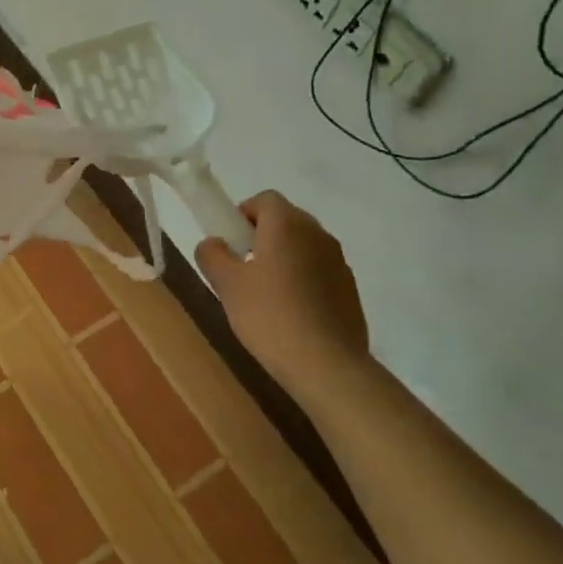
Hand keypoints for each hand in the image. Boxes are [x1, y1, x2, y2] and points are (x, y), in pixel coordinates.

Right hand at [196, 191, 369, 372]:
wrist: (327, 364)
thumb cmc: (269, 316)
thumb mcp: (226, 284)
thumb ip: (212, 255)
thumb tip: (214, 243)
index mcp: (287, 224)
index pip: (264, 199)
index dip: (243, 214)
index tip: (231, 243)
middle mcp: (317, 233)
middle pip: (285, 220)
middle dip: (262, 236)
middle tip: (242, 269)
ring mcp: (338, 261)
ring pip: (303, 246)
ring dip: (284, 258)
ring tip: (266, 295)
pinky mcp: (350, 289)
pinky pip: (319, 271)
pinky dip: (303, 280)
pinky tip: (291, 314)